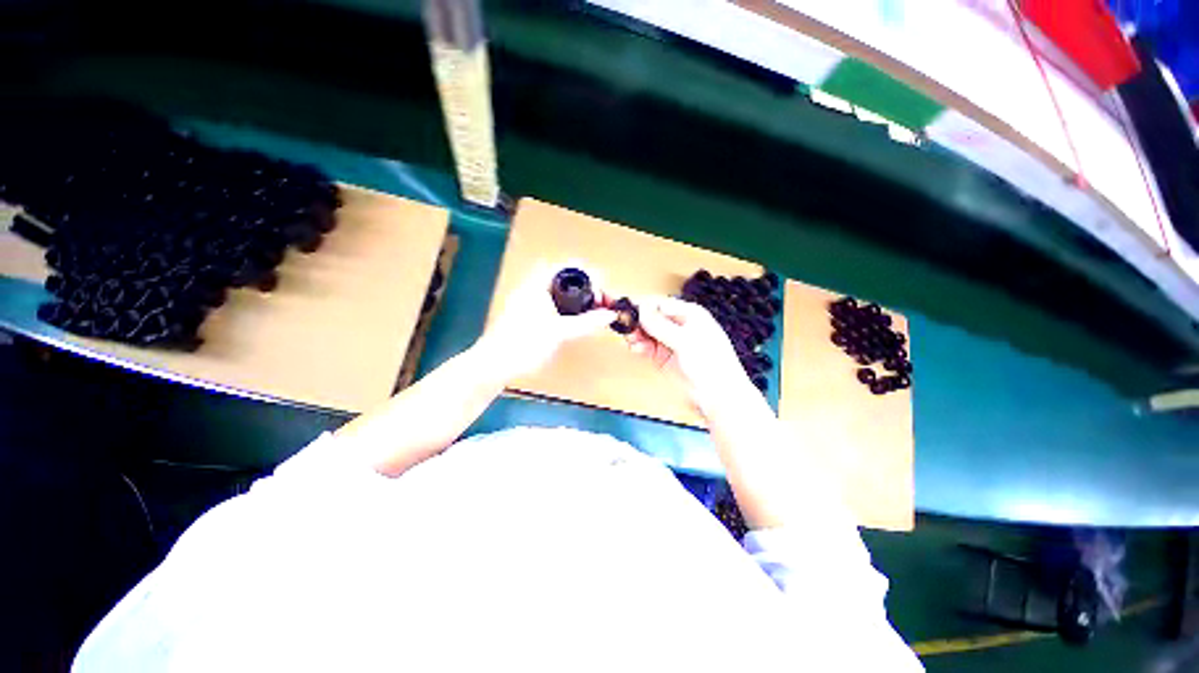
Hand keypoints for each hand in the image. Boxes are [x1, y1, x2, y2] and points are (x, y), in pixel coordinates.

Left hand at [479, 264, 616, 381]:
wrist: (495, 364)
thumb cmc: (524, 343)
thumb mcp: (559, 332)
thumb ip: (587, 322)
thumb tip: (611, 315)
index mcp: (539, 283)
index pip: (570, 266)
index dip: (591, 274)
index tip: (604, 290)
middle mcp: (535, 286)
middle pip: (568, 277)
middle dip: (589, 287)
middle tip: (602, 302)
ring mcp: (531, 300)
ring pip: (563, 291)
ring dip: (581, 298)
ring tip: (596, 311)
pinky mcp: (531, 314)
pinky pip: (557, 303)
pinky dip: (571, 308)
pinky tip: (579, 320)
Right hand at [622, 296, 755, 414]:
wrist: (719, 396)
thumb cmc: (710, 363)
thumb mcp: (685, 341)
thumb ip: (661, 325)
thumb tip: (640, 309)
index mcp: (688, 314)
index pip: (660, 304)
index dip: (642, 306)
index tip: (625, 310)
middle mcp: (678, 325)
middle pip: (651, 317)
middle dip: (637, 321)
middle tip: (624, 327)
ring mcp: (670, 341)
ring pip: (646, 332)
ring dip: (636, 334)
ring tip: (630, 340)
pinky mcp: (663, 357)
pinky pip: (646, 346)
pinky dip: (639, 346)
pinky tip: (636, 349)